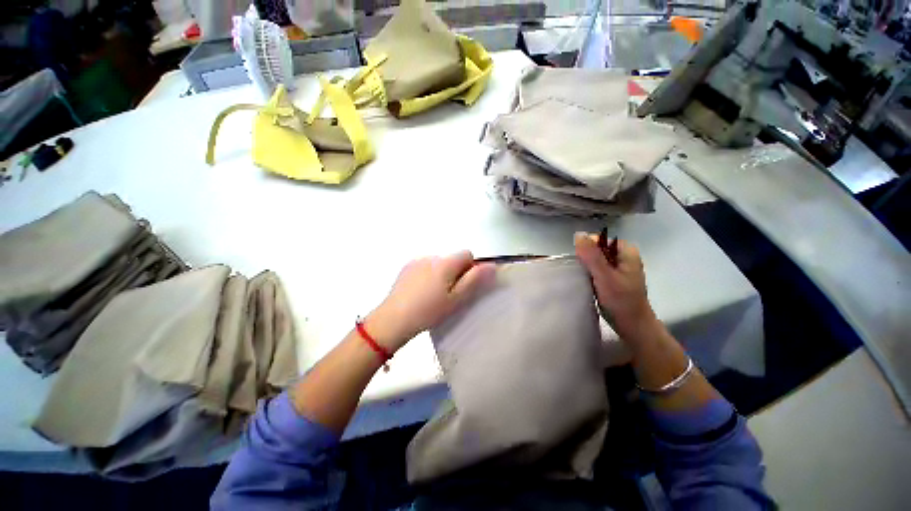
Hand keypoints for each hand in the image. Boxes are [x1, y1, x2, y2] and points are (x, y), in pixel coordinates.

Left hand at [365, 251, 494, 351]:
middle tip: (449, 294)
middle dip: (455, 271)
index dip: (470, 268)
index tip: (464, 285)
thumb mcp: (456, 299)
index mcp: (446, 262)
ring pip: (439, 262)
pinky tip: (421, 291)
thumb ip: (474, 280)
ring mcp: (417, 260)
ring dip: (442, 273)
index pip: (467, 253)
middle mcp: (432, 256)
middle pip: (452, 258)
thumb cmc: (429, 311)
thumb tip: (492, 265)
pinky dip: (428, 274)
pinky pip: (425, 265)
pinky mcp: (407, 267)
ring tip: (433, 294)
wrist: (394, 318)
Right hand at [574, 232, 656, 339]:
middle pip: (595, 250)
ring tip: (583, 279)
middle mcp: (623, 256)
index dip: (586, 249)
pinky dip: (589, 275)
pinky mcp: (612, 278)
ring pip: (594, 260)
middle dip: (585, 259)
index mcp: (626, 250)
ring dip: (586, 268)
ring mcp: (618, 268)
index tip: (581, 264)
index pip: (598, 240)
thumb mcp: (604, 276)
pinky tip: (586, 284)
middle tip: (582, 274)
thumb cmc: (621, 301)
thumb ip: (591, 255)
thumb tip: (578, 234)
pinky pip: (596, 270)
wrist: (633, 326)